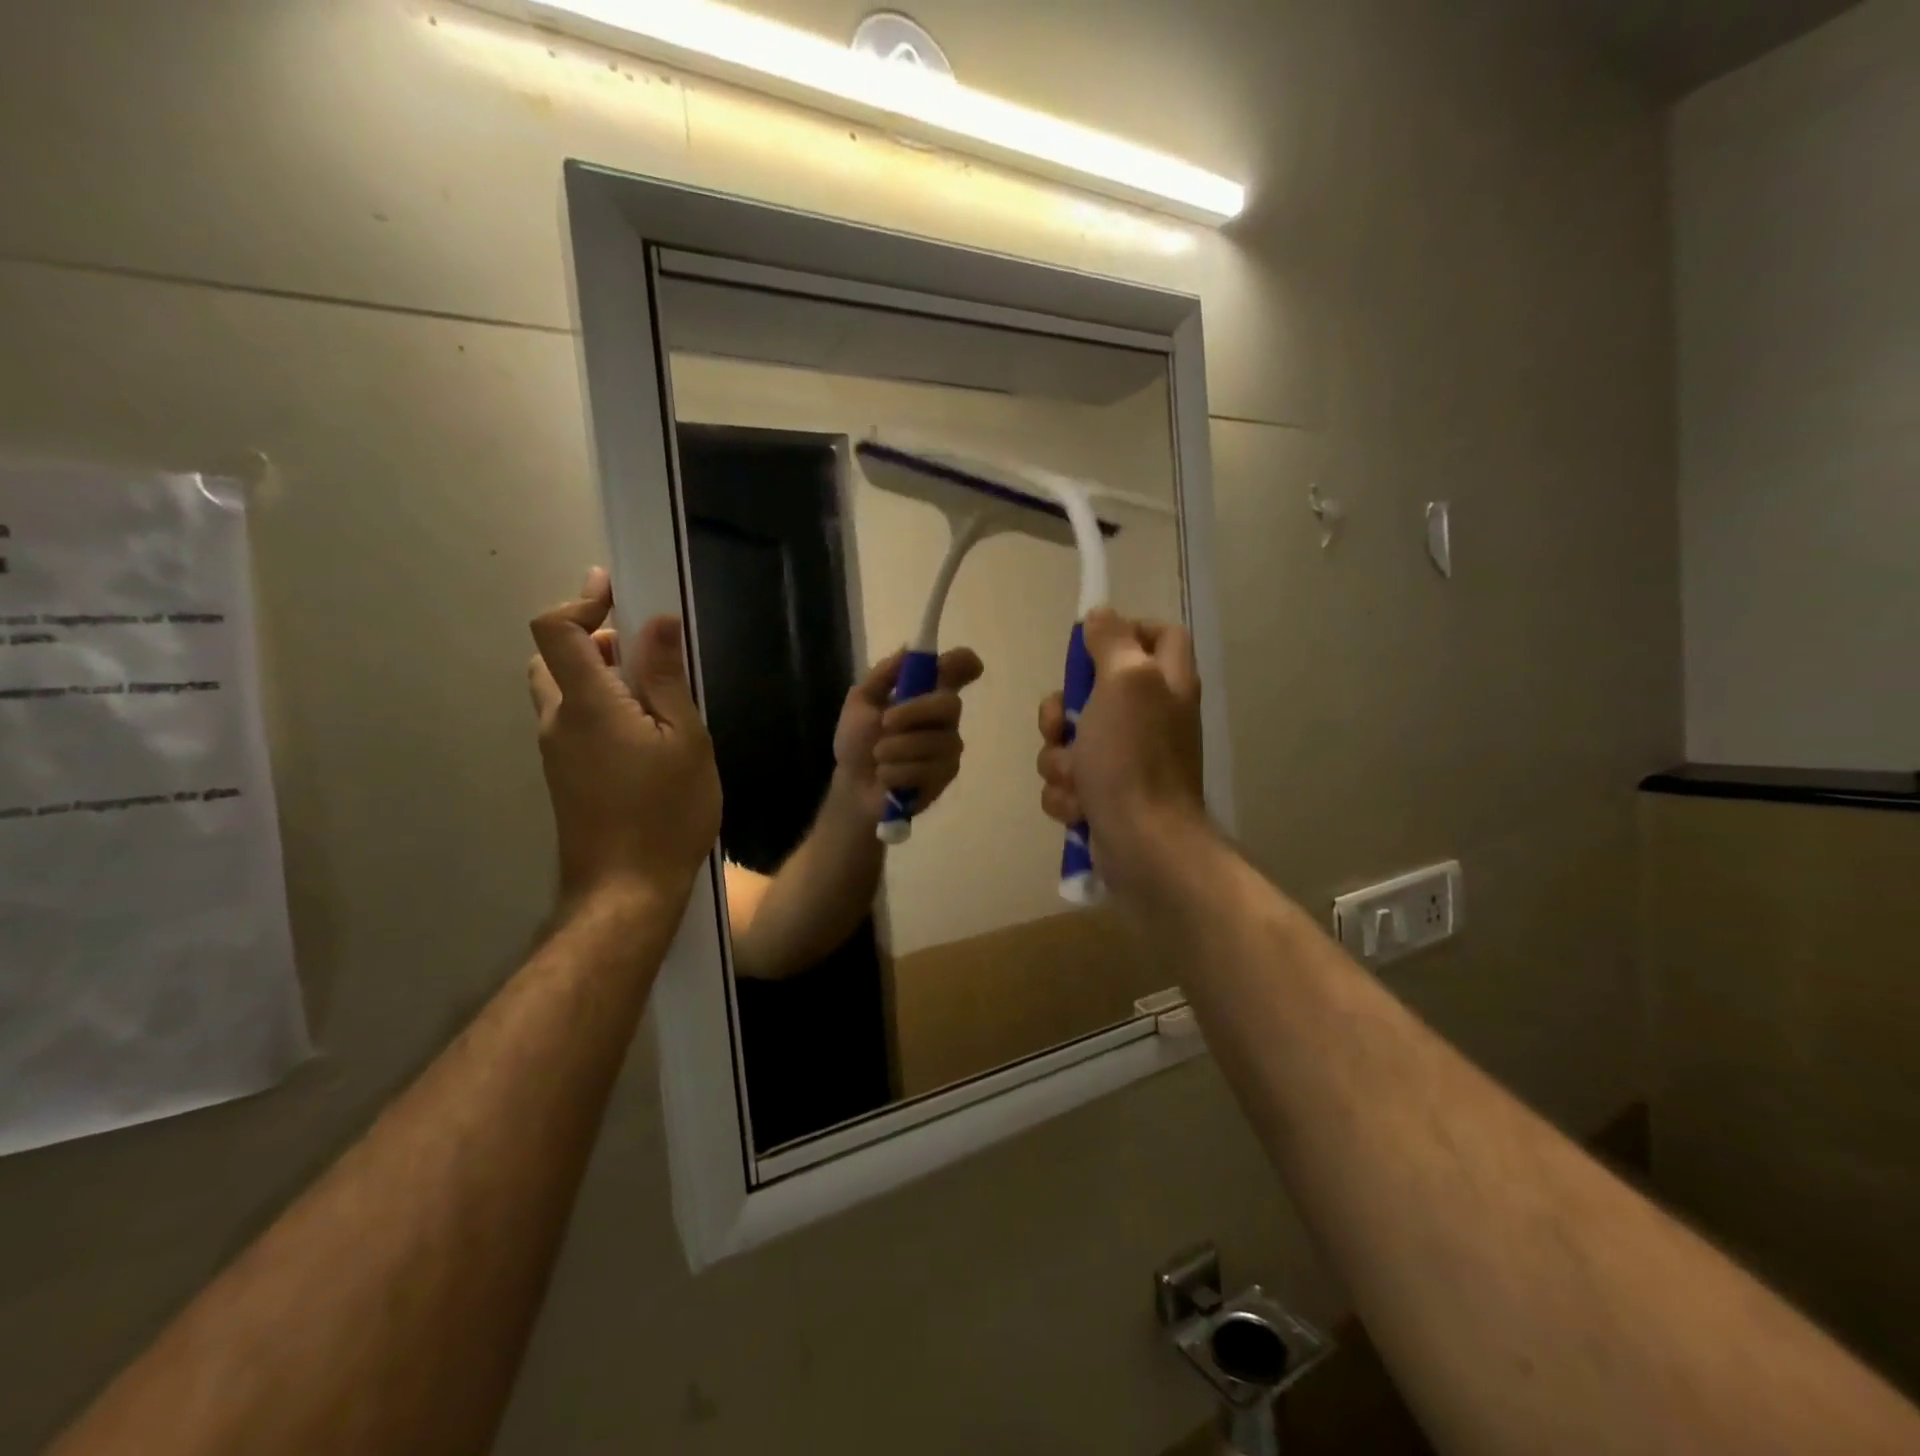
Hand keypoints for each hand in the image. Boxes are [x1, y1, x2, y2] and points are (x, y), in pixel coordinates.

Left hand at [527, 568, 720, 907]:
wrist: (625, 892)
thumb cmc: (666, 813)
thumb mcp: (685, 741)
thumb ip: (667, 679)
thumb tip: (656, 622)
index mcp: (587, 704)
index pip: (556, 630)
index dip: (581, 600)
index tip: (613, 588)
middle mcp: (558, 721)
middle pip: (552, 657)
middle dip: (590, 637)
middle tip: (638, 645)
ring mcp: (556, 752)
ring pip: (560, 692)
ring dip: (594, 674)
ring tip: (651, 689)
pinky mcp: (564, 776)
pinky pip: (572, 722)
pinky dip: (598, 706)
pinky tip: (643, 731)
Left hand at [834, 647, 983, 821]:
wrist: (852, 786)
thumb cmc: (858, 742)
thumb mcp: (860, 702)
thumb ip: (883, 675)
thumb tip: (909, 648)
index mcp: (926, 694)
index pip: (957, 671)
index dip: (964, 663)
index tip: (967, 663)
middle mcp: (944, 718)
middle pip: (950, 704)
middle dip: (914, 712)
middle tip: (885, 722)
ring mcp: (948, 748)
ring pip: (933, 741)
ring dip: (895, 749)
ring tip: (879, 758)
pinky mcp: (945, 776)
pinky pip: (926, 769)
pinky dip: (897, 773)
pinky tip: (888, 777)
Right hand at [1036, 608, 1207, 892]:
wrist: (1143, 845)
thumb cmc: (1134, 758)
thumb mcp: (1126, 682)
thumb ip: (1113, 641)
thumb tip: (1101, 614)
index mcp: (1165, 683)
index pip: (1159, 634)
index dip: (1126, 630)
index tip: (1089, 644)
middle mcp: (1150, 718)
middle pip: (1095, 690)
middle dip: (1061, 710)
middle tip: (1059, 724)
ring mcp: (1127, 760)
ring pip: (1070, 740)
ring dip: (1059, 760)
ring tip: (1076, 780)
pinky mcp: (1106, 795)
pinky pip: (1068, 780)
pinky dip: (1067, 794)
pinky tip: (1079, 808)